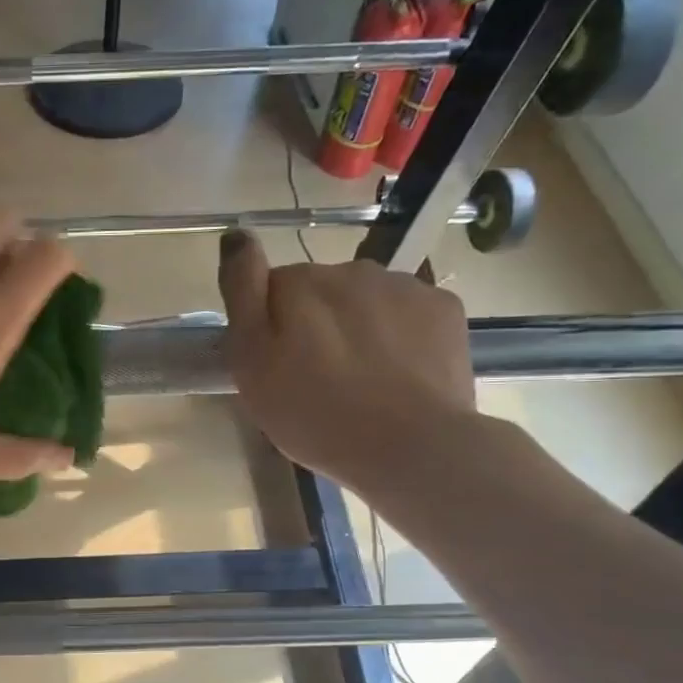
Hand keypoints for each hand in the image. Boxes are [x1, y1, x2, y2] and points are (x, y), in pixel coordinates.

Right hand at [217, 231, 477, 491]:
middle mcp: (351, 270)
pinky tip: (398, 374)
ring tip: (361, 381)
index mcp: (298, 283)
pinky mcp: (444, 308)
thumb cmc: (313, 414)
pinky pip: (408, 312)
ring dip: (358, 327)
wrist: (410, 447)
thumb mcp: (250, 362)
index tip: (276, 366)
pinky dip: (400, 334)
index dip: (269, 327)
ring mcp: (404, 285)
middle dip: (315, 324)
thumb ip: (241, 292)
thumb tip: (237, 234)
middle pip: (320, 292)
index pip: (271, 289)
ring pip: (366, 299)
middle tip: (316, 380)